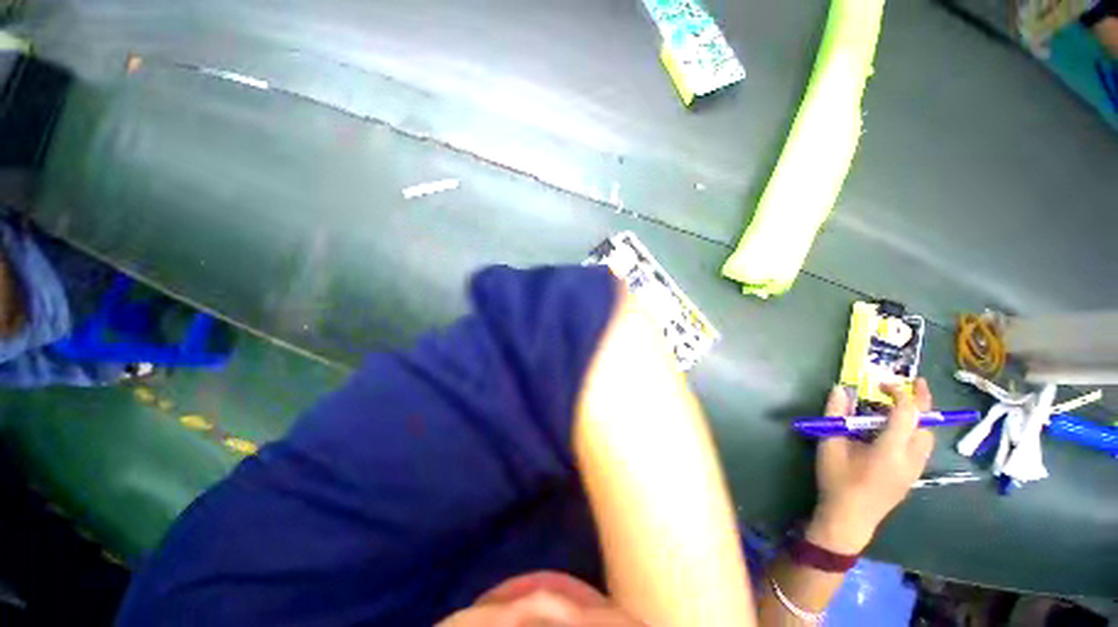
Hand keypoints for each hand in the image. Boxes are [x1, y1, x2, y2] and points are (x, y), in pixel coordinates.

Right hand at [806, 379, 934, 553]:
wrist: (849, 519)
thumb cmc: (837, 480)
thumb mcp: (830, 445)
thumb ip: (836, 415)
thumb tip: (840, 389)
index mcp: (891, 450)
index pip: (907, 414)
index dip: (899, 393)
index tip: (882, 384)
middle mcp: (911, 458)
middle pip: (927, 424)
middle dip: (923, 400)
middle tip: (914, 382)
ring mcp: (915, 469)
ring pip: (928, 436)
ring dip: (921, 416)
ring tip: (905, 404)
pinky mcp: (912, 476)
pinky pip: (922, 447)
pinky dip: (917, 430)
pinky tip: (899, 430)